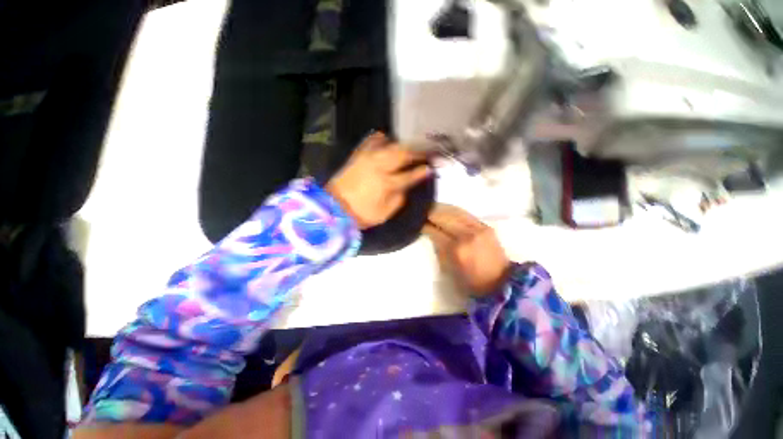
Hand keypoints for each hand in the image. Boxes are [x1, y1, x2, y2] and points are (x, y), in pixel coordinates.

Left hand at [326, 132, 431, 228]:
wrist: (334, 207)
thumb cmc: (362, 214)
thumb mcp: (385, 213)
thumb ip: (399, 198)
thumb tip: (405, 186)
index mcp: (387, 183)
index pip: (410, 174)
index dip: (423, 171)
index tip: (431, 167)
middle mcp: (379, 166)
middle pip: (402, 153)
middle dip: (417, 151)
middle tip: (427, 151)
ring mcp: (367, 158)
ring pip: (389, 144)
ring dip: (402, 144)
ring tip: (410, 146)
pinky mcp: (357, 155)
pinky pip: (371, 141)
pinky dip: (381, 139)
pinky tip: (387, 140)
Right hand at [423, 204, 510, 296]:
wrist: (501, 283)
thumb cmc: (471, 282)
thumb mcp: (448, 270)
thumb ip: (438, 249)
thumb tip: (430, 234)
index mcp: (456, 250)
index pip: (435, 231)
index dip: (423, 225)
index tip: (415, 222)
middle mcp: (467, 235)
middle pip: (444, 217)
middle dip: (430, 213)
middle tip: (421, 212)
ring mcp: (478, 228)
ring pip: (455, 212)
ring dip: (441, 209)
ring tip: (431, 208)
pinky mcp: (486, 226)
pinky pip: (465, 214)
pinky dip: (453, 211)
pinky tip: (446, 210)